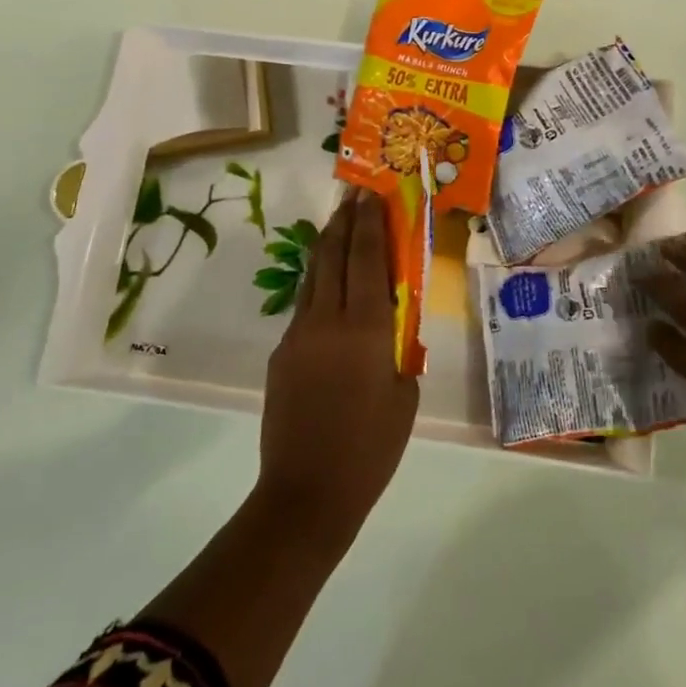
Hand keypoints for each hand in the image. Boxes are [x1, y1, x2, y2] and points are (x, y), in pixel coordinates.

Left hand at [255, 187, 418, 550]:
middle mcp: (326, 321)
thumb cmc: (372, 448)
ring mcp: (298, 335)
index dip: (368, 222)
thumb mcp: (404, 394)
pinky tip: (328, 290)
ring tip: (338, 227)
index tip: (370, 194)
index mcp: (365, 329)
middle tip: (352, 196)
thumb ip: (399, 347)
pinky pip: (303, 308)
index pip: (366, 258)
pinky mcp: (281, 354)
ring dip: (326, 248)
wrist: (307, 492)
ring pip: (312, 278)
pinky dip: (318, 286)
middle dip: (342, 222)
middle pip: (331, 256)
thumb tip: (391, 320)